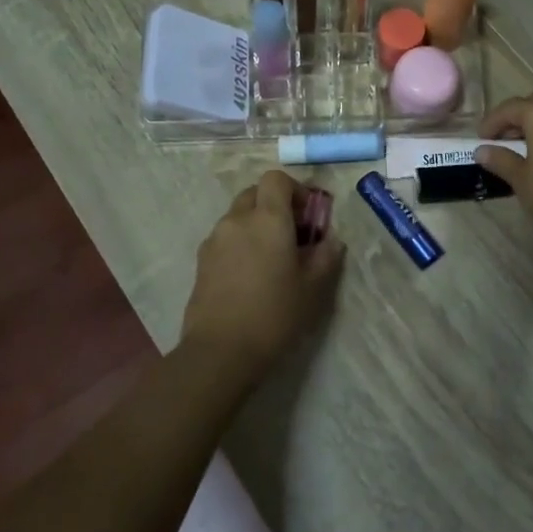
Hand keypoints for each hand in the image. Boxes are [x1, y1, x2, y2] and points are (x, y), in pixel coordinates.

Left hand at [183, 170, 343, 376]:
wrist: (220, 352)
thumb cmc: (274, 314)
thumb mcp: (313, 288)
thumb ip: (326, 256)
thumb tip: (331, 240)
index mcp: (268, 218)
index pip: (276, 179)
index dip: (295, 190)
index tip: (309, 216)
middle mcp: (237, 219)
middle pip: (255, 193)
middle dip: (275, 205)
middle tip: (293, 235)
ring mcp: (214, 239)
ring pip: (238, 216)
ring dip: (256, 225)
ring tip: (271, 259)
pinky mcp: (201, 261)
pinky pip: (225, 238)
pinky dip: (240, 244)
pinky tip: (250, 276)